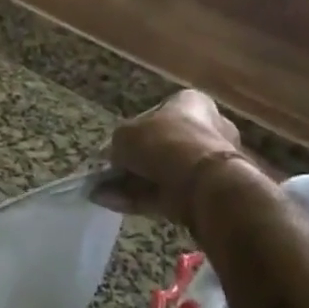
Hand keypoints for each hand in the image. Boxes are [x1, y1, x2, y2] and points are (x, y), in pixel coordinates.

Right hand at [99, 89, 247, 227]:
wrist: (200, 180)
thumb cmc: (162, 141)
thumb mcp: (124, 135)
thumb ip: (116, 145)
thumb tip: (113, 158)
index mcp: (191, 104)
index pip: (157, 114)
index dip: (132, 129)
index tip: (115, 146)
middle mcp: (205, 129)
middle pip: (159, 146)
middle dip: (132, 162)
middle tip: (108, 172)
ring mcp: (207, 163)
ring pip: (160, 172)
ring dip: (130, 183)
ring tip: (102, 193)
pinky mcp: (203, 190)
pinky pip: (165, 192)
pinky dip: (139, 198)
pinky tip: (112, 203)